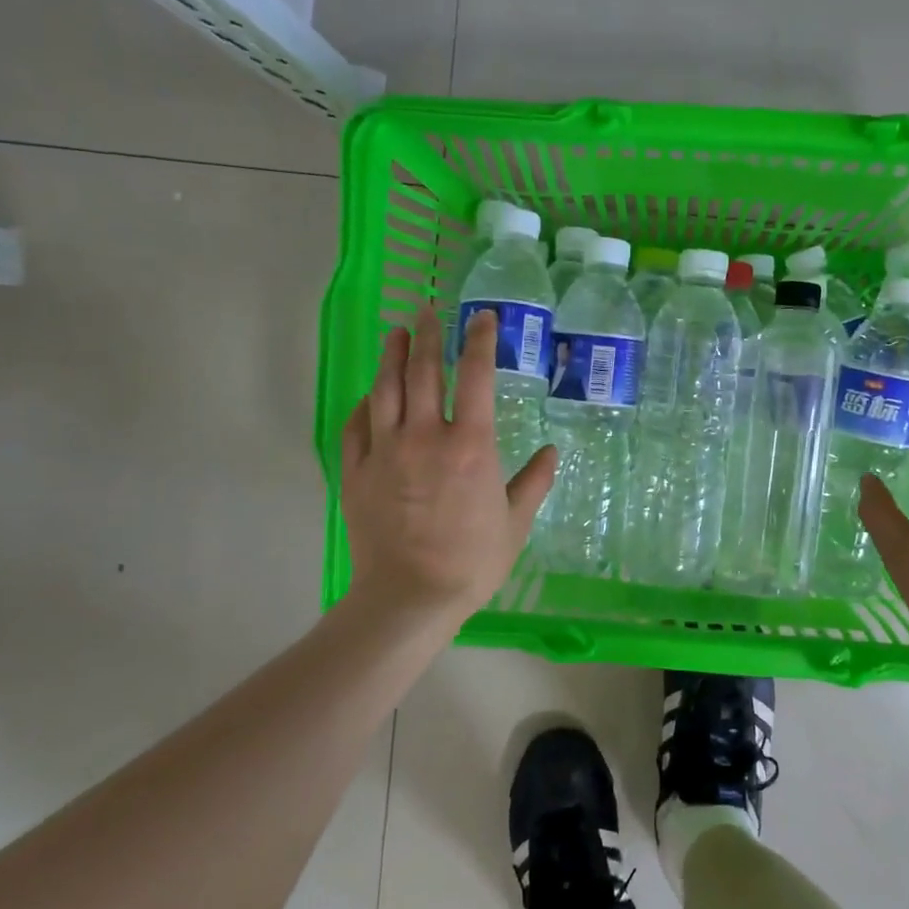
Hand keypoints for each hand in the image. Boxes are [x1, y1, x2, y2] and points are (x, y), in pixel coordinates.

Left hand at [339, 309, 555, 630]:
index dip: (479, 340)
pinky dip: (365, 404)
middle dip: (427, 334)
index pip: (474, 374)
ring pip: (384, 389)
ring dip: (391, 356)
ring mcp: (384, 451)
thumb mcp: (515, 523)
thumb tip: (552, 453)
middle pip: (422, 370)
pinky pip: (356, 425)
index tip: (482, 317)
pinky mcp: (356, 471)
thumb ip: (534, 482)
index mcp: (469, 444)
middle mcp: (424, 435)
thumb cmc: (472, 561)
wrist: (409, 597)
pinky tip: (370, 395)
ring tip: (396, 333)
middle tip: (428, 310)